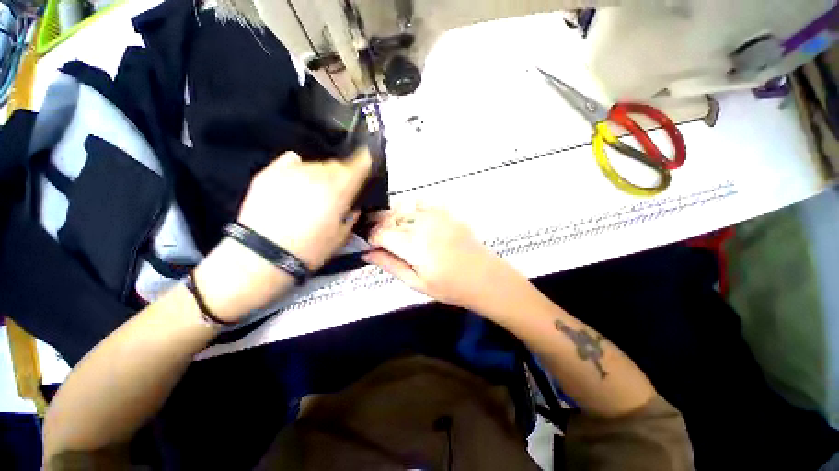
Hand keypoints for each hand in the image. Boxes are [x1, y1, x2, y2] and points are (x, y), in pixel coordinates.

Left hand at [194, 150, 371, 322]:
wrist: (263, 255)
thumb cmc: (309, 250)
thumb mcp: (341, 236)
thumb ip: (351, 216)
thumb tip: (353, 206)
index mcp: (339, 191)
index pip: (359, 165)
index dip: (364, 164)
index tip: (365, 165)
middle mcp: (318, 175)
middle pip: (337, 164)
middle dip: (341, 175)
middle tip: (337, 192)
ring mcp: (292, 171)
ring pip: (315, 164)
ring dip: (320, 175)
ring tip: (313, 194)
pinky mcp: (270, 173)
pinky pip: (292, 162)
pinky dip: (298, 169)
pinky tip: (297, 183)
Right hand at [364, 206, 518, 311]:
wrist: (485, 277)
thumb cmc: (450, 287)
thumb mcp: (417, 283)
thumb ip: (390, 265)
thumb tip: (367, 254)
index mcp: (414, 245)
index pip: (380, 233)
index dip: (371, 238)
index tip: (371, 246)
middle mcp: (423, 225)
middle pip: (390, 217)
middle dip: (379, 226)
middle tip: (379, 239)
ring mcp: (436, 215)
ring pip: (403, 207)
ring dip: (393, 217)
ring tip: (394, 231)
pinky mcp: (446, 213)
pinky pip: (422, 202)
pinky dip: (412, 208)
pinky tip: (413, 220)